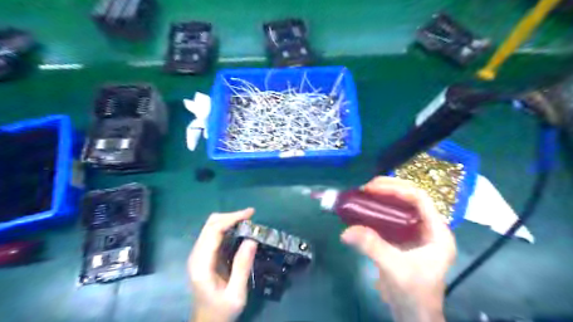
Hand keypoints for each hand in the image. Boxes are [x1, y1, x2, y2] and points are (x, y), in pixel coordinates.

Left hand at [190, 209, 258, 321]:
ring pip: (211, 226)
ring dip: (229, 220)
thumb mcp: (236, 294)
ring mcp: (199, 254)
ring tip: (248, 222)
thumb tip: (252, 239)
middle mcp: (197, 255)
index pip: (213, 231)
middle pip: (210, 224)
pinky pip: (215, 234)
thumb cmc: (221, 311)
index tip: (250, 214)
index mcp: (201, 264)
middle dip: (231, 216)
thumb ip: (242, 267)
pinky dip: (228, 227)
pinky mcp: (204, 255)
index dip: (231, 218)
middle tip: (251, 216)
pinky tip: (240, 230)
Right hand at [339, 176, 456, 321]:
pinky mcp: (403, 238)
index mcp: (437, 232)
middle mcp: (428, 227)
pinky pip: (391, 217)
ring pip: (400, 206)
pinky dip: (378, 211)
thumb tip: (346, 231)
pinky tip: (364, 210)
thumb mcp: (394, 268)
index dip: (396, 189)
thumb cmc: (413, 293)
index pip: (420, 199)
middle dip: (388, 189)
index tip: (373, 188)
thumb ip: (372, 246)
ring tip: (364, 194)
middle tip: (365, 188)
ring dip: (383, 198)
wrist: (413, 315)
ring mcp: (416, 232)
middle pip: (410, 198)